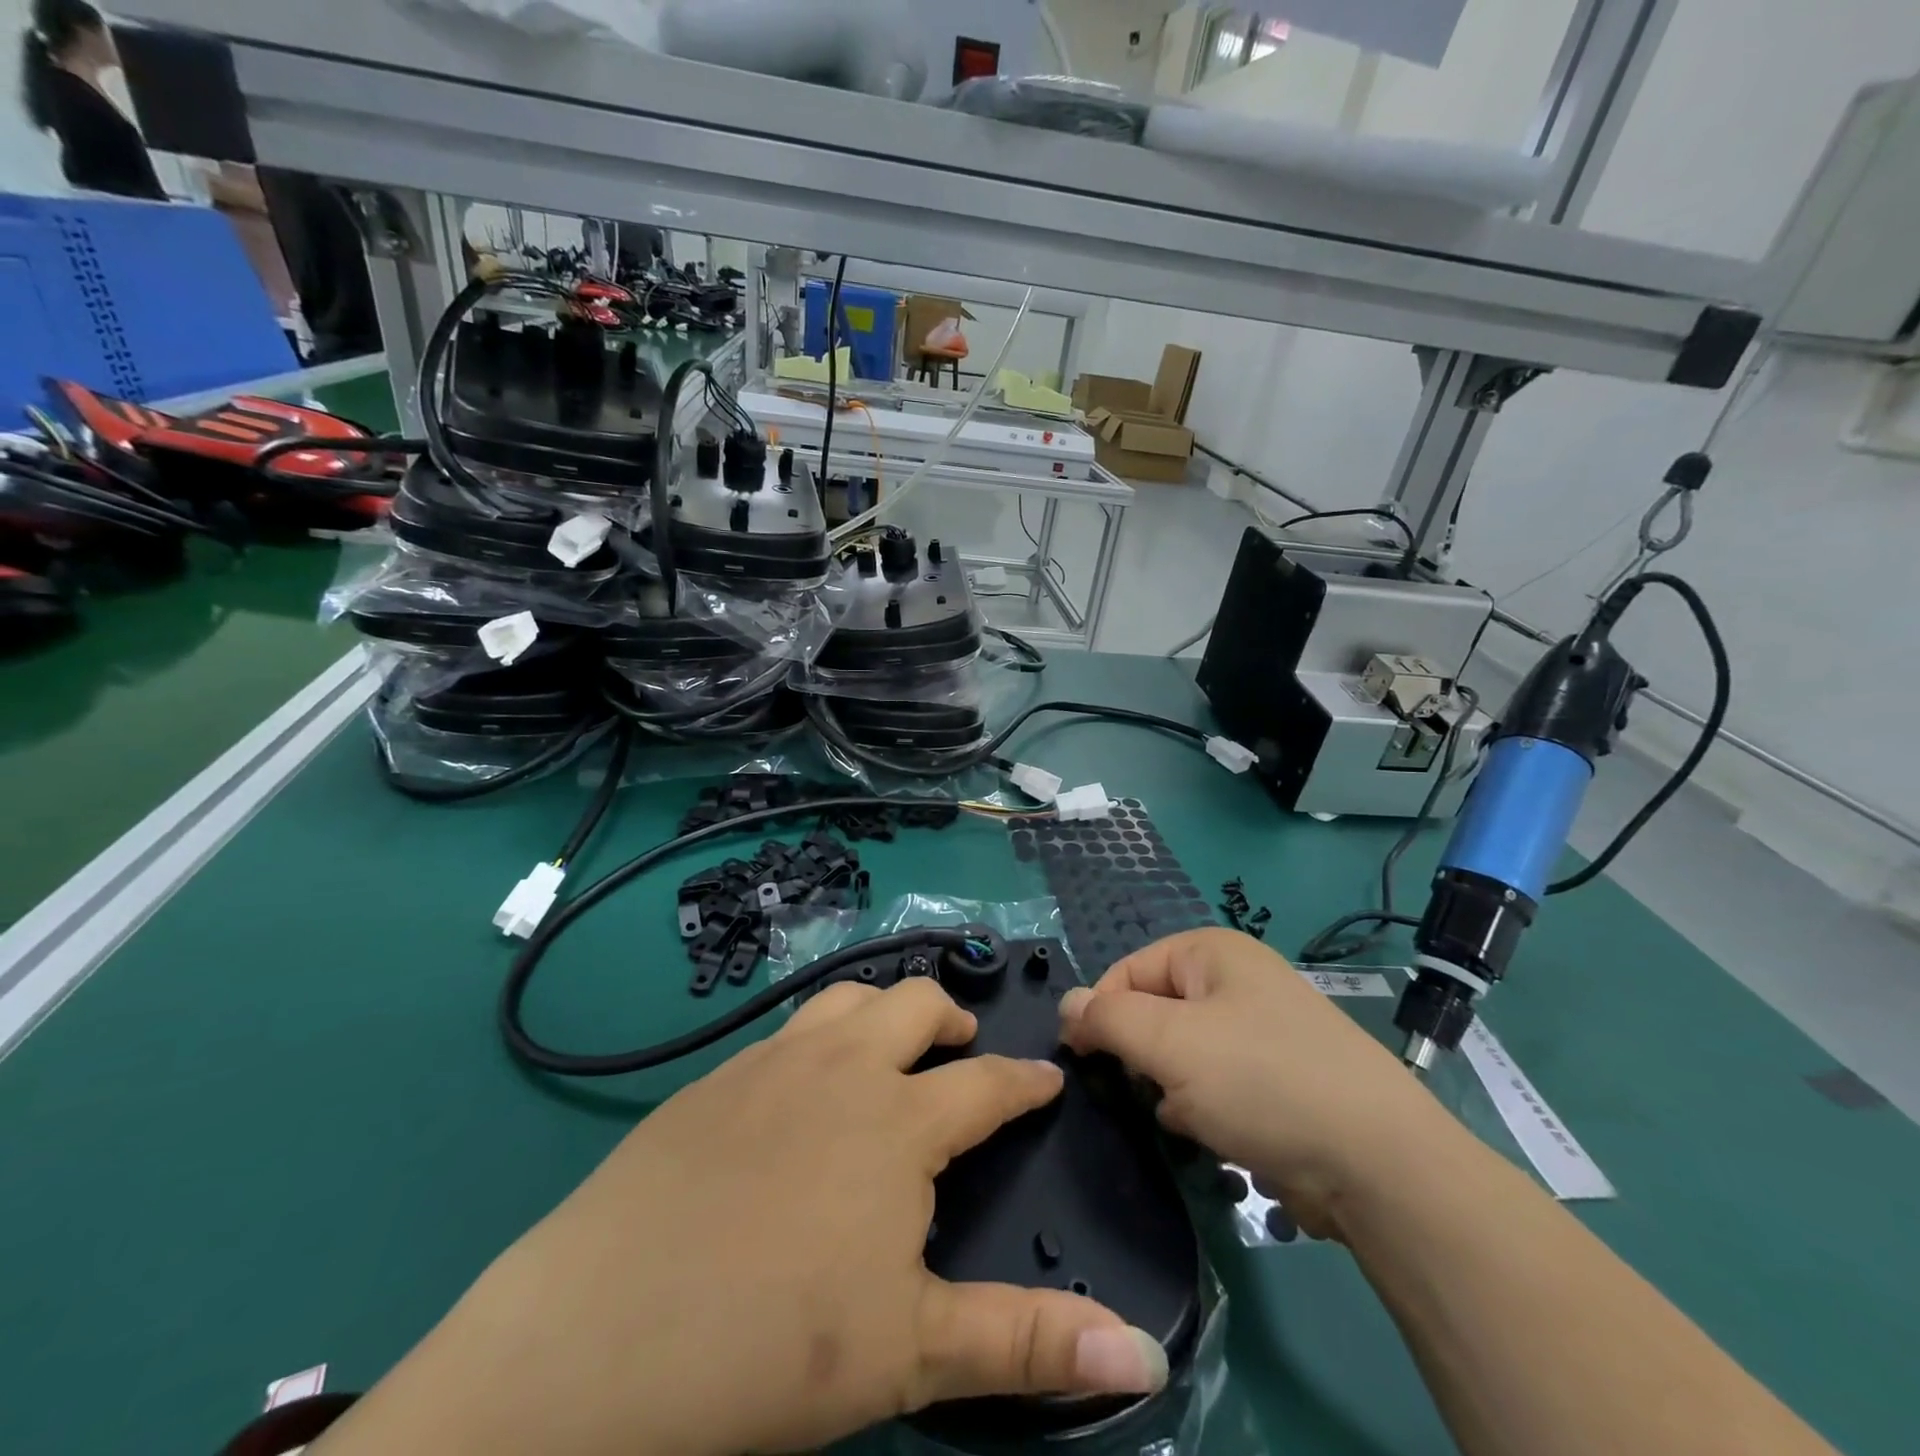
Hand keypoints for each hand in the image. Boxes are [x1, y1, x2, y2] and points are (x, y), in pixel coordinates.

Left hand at [318, 978, 1166, 1455]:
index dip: (1024, 1081)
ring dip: (882, 1011)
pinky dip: (818, 1037)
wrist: (597, 1337)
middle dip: (950, 1019)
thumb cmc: (772, 1346)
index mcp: (898, 1121)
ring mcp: (771, 1062)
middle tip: (962, 1048)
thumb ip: (1028, 1344)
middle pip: (913, 1006)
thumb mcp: (913, 1354)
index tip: (1048, 1077)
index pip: (985, 1084)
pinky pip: (785, 1030)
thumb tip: (1147, 1353)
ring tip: (890, 1046)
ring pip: (847, 1000)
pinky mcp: (713, 1078)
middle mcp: (841, 1068)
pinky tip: (802, 1081)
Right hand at [1059, 928, 1458, 1241]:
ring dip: (1172, 1087)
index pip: (1127, 970)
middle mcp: (1236, 981)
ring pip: (1182, 1053)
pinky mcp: (1278, 1079)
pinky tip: (1214, 1134)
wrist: (1380, 1164)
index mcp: (1211, 951)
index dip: (1100, 1013)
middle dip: (1143, 1055)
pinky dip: (1204, 1108)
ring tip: (1187, 1116)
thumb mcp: (1169, 1041)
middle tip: (1150, 1090)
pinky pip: (1216, 1084)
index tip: (1084, 1061)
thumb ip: (1107, 1017)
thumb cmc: (1261, 1081)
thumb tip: (1066, 1005)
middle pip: (1155, 1011)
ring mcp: (1261, 1030)